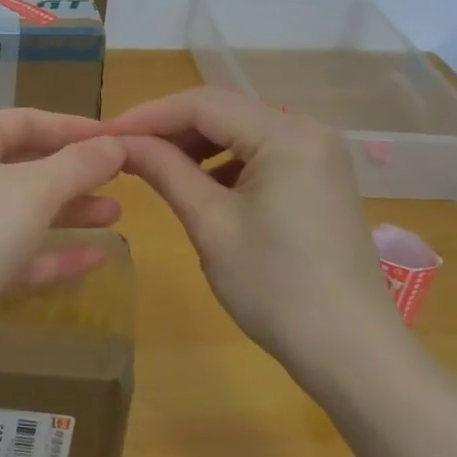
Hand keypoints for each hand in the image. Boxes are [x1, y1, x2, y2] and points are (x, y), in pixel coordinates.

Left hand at [0, 110, 126, 388]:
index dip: (74, 128)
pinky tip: (97, 259)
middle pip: (25, 166)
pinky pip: (18, 257)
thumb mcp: (32, 189)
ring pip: (23, 213)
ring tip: (116, 213)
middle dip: (74, 173)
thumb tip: (117, 143)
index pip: (26, 122)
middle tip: (123, 177)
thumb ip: (79, 165)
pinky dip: (54, 256)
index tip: (120, 137)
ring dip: (68, 213)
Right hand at [111, 88, 408, 361]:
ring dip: (195, 144)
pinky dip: (224, 162)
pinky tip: (198, 184)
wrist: (351, 352)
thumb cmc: (275, 288)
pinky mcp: (319, 177)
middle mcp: (308, 129)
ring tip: (154, 168)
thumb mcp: (211, 224)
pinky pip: (261, 153)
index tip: (105, 134)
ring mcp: (318, 153)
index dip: (149, 115)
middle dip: (170, 128)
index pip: (203, 104)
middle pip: (224, 111)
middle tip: (123, 150)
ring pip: (241, 130)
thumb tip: (120, 143)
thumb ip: (165, 171)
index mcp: (286, 134)